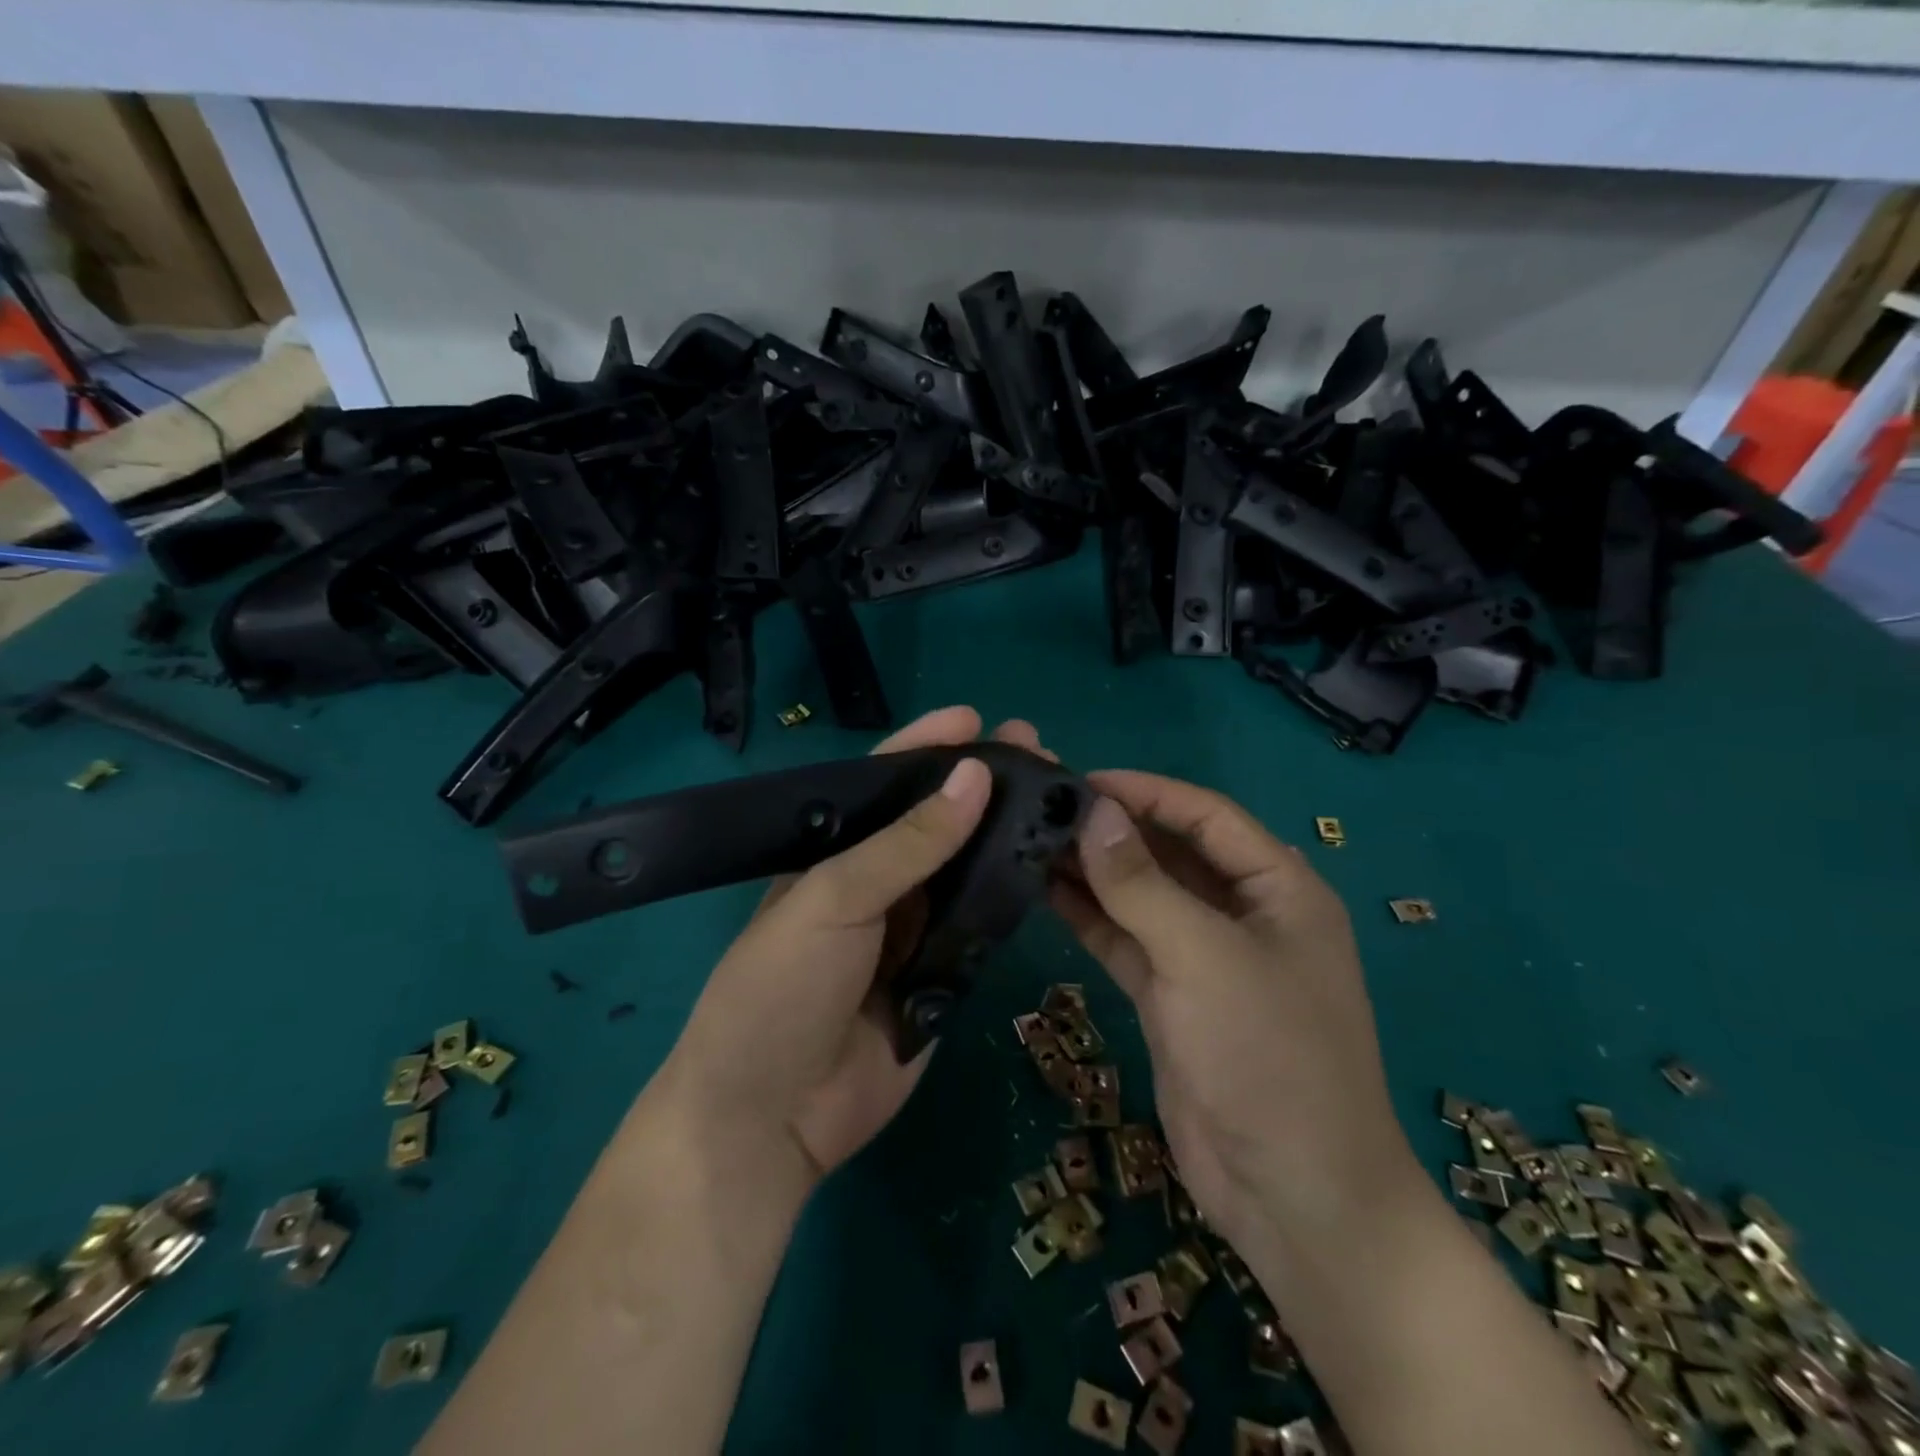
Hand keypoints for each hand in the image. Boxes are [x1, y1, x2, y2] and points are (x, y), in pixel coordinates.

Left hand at [663, 706, 1050, 1199]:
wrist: (771, 1117)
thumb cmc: (780, 989)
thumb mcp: (834, 901)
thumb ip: (907, 844)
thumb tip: (974, 776)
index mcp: (835, 853)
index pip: (884, 783)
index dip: (927, 747)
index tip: (976, 718)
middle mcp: (877, 882)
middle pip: (937, 821)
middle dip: (982, 784)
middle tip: (1037, 750)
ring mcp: (913, 929)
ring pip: (967, 868)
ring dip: (1006, 833)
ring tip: (1056, 797)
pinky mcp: (944, 975)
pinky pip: (984, 924)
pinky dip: (1014, 893)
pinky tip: (1052, 863)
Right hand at [1050, 771, 1422, 1270]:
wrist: (1293, 1197)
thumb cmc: (1268, 1057)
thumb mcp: (1205, 958)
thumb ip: (1142, 884)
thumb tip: (1092, 813)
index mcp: (1279, 888)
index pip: (1206, 815)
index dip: (1145, 792)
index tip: (1080, 780)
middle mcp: (1243, 913)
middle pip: (1171, 852)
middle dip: (1113, 830)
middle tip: (1042, 808)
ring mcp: (1205, 958)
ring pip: (1143, 897)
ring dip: (1094, 872)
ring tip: (1031, 842)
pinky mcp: (1172, 997)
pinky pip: (1127, 941)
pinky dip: (1090, 917)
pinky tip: (1044, 892)